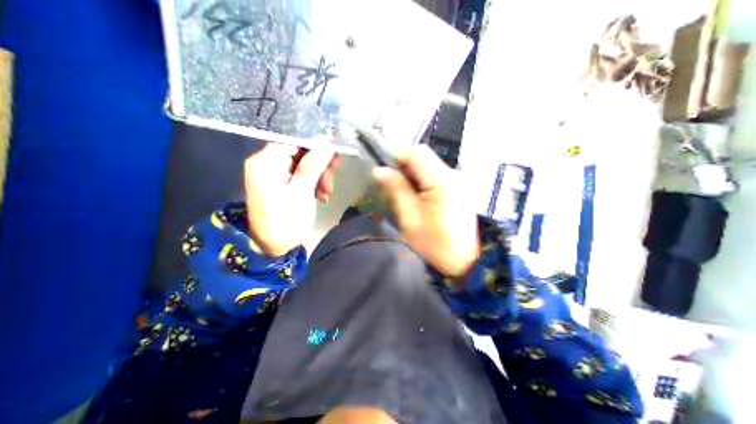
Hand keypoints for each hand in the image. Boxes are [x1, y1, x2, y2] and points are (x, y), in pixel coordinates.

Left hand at [244, 139, 337, 258]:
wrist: (273, 247)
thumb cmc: (286, 220)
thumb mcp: (302, 192)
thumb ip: (313, 165)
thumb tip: (327, 143)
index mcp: (265, 162)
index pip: (294, 140)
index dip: (316, 144)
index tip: (336, 152)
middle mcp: (267, 163)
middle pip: (300, 151)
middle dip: (320, 163)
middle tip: (333, 174)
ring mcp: (275, 174)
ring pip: (304, 164)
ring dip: (319, 175)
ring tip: (327, 192)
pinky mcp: (282, 183)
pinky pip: (302, 175)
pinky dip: (314, 183)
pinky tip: (321, 196)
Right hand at [373, 143, 483, 277]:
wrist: (464, 261)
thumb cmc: (435, 243)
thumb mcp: (410, 217)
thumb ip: (396, 189)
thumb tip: (379, 169)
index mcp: (443, 181)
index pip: (418, 153)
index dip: (398, 155)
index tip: (383, 168)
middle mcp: (454, 174)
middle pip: (424, 157)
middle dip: (403, 166)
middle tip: (390, 183)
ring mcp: (459, 180)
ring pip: (429, 166)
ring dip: (412, 174)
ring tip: (401, 192)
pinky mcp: (459, 187)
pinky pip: (435, 175)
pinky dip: (422, 181)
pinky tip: (416, 196)